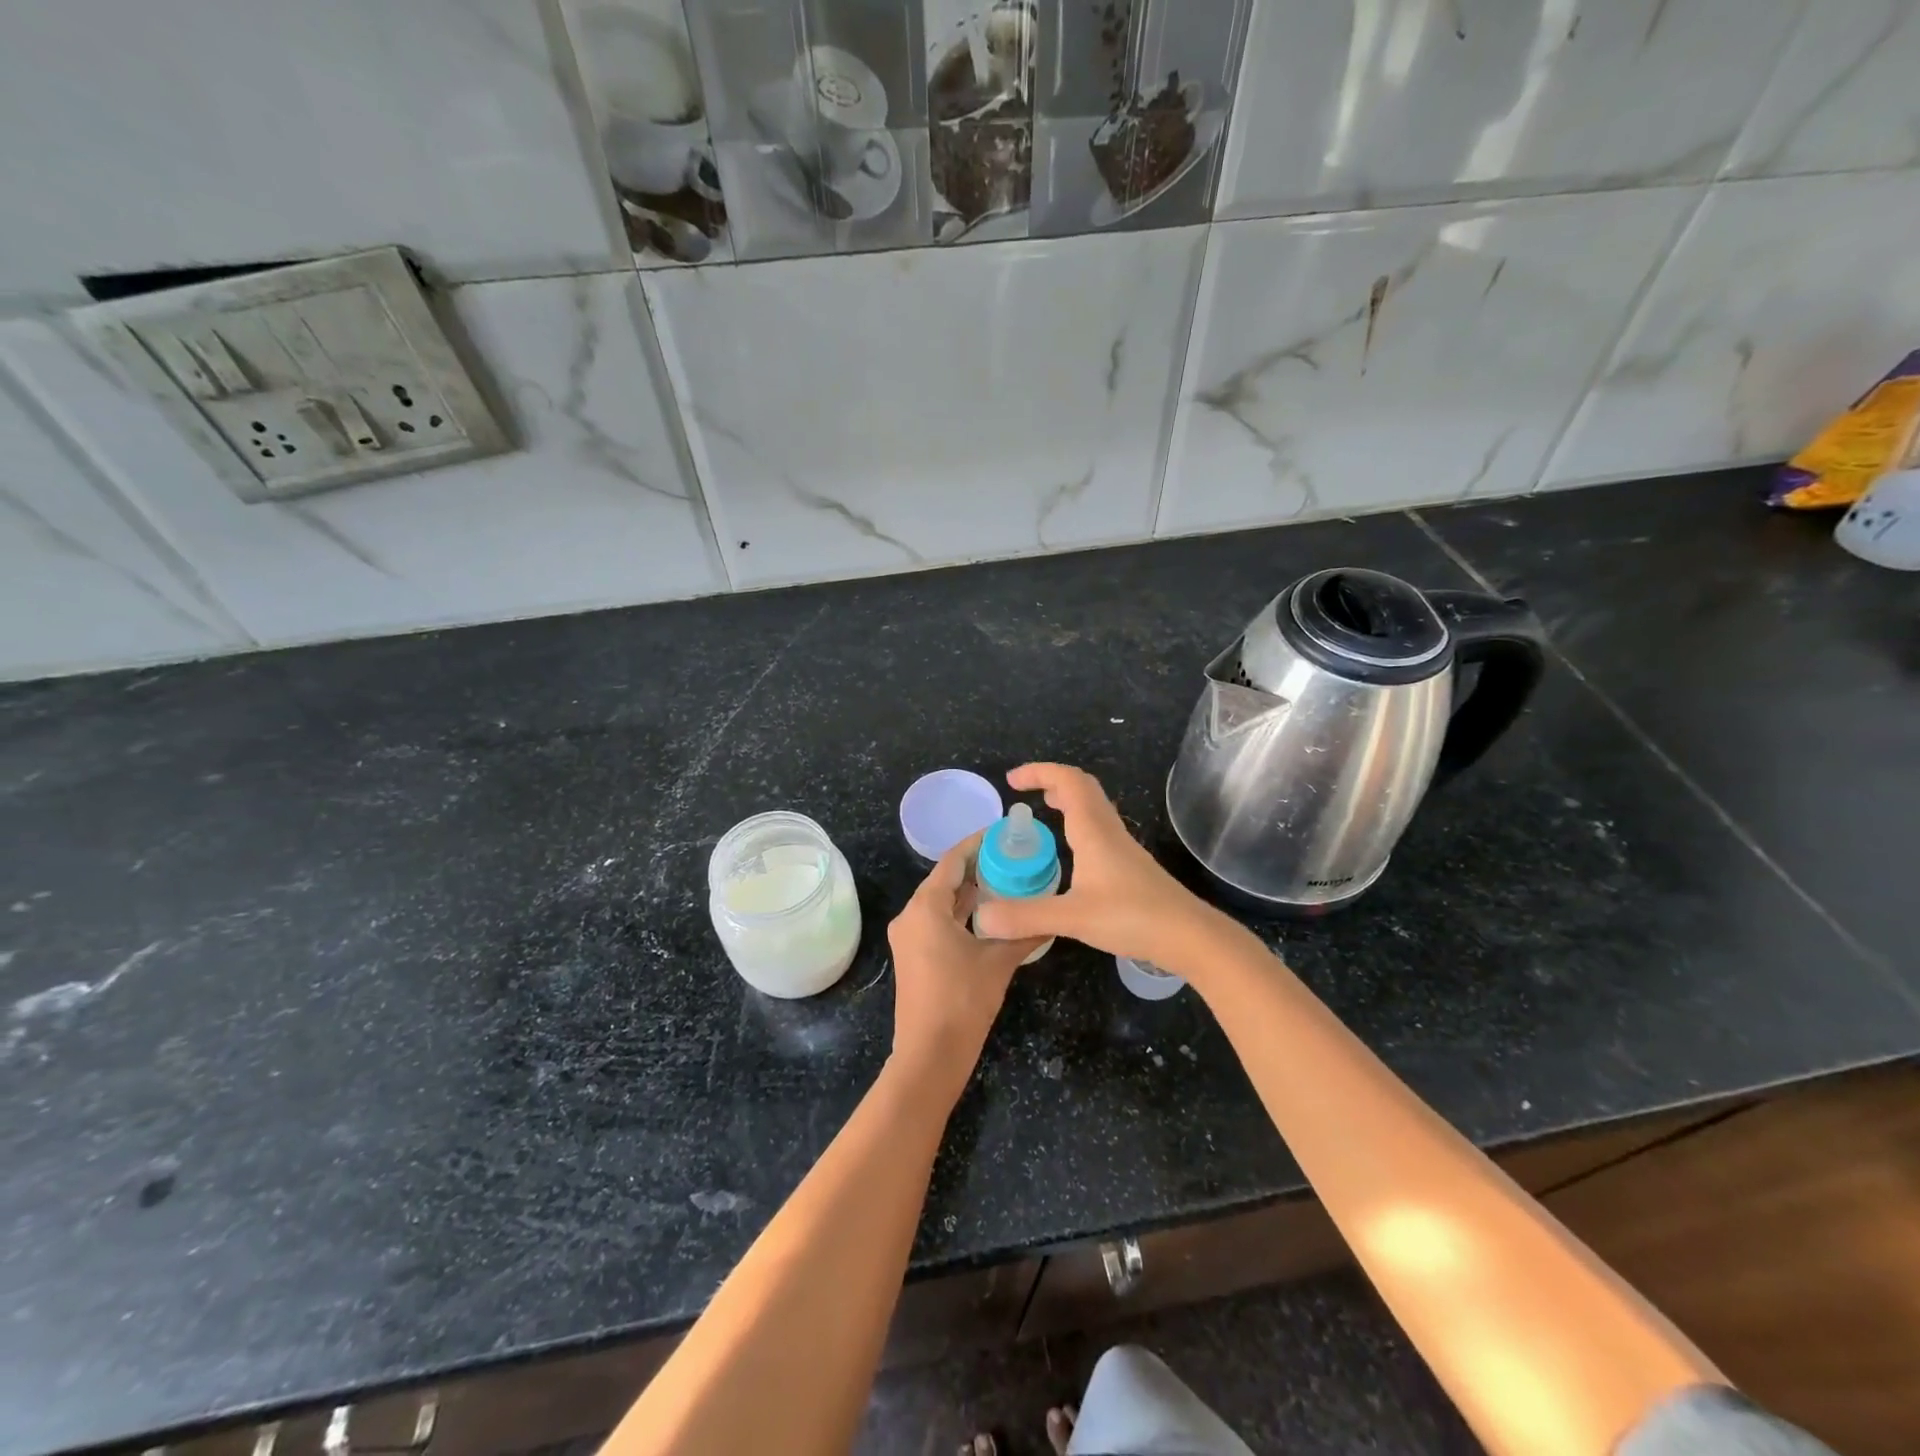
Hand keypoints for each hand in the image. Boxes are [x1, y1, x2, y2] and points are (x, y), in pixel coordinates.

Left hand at [886, 832, 1039, 1105]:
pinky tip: (989, 913)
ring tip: (1006, 879)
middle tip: (1012, 856)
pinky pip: (937, 921)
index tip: (1003, 832)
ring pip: (941, 902)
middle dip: (976, 867)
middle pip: (944, 879)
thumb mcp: (998, 962)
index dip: (977, 844)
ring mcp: (908, 937)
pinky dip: (960, 913)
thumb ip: (1024, 933)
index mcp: (925, 908)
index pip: (951, 861)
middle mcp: (910, 916)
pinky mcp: (913, 955)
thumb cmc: (963, 1002)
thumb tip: (1052, 915)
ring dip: (969, 891)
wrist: (930, 1056)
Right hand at [972, 763, 1231, 976]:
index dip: (1039, 772)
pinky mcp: (1129, 866)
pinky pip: (1098, 829)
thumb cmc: (1133, 917)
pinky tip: (1069, 852)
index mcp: (1094, 831)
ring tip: (1042, 811)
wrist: (1189, 936)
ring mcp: (1122, 848)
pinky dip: (1077, 823)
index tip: (1012, 781)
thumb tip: (980, 918)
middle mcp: (1109, 831)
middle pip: (1083, 787)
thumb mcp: (1073, 918)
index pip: (1067, 781)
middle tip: (1025, 793)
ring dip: (1067, 800)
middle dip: (1052, 780)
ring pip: (1093, 807)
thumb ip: (1026, 916)